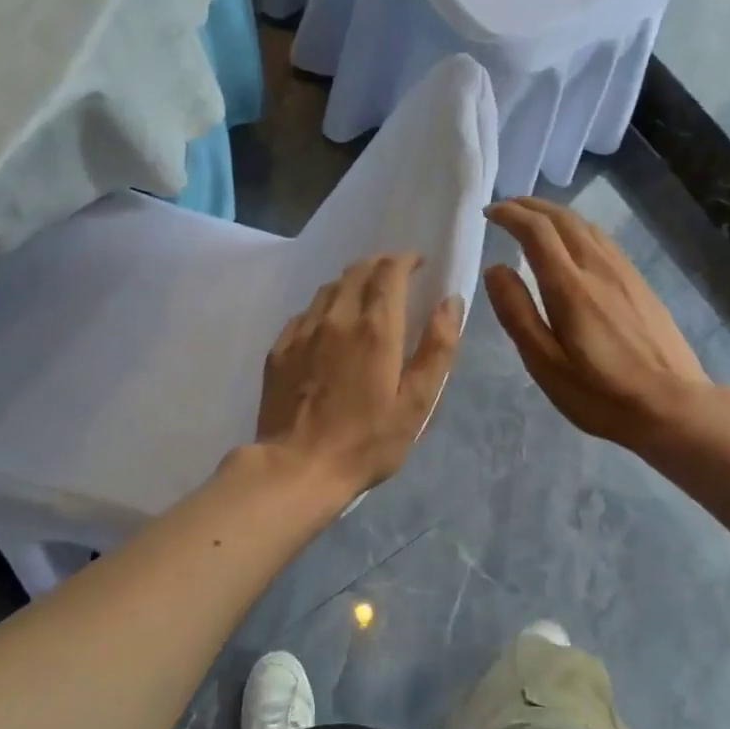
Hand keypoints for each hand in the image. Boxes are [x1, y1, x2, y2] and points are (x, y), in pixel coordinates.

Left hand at [254, 254, 462, 493]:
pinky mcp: (279, 349)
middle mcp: (336, 319)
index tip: (417, 263)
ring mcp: (302, 332)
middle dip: (378, 264)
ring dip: (350, 282)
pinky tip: (328, 326)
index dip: (405, 260)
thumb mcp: (416, 404)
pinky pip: (305, 313)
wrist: (297, 468)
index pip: (389, 272)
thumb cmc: (365, 442)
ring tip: (363, 295)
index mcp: (375, 329)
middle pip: (356, 272)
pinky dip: (324, 307)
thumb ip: (437, 349)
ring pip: (328, 289)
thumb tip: (450, 302)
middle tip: (394, 274)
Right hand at [483, 198, 709, 451]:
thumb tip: (495, 269)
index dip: (510, 215)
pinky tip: (574, 244)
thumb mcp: (545, 363)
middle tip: (506, 208)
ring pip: (587, 226)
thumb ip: (517, 313)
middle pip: (563, 219)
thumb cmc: (599, 393)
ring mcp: (625, 274)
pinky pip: (604, 241)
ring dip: (556, 214)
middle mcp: (598, 268)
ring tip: (534, 219)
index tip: (488, 213)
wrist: (672, 406)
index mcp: (570, 286)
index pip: (536, 231)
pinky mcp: (641, 284)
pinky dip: (578, 230)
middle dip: (531, 206)